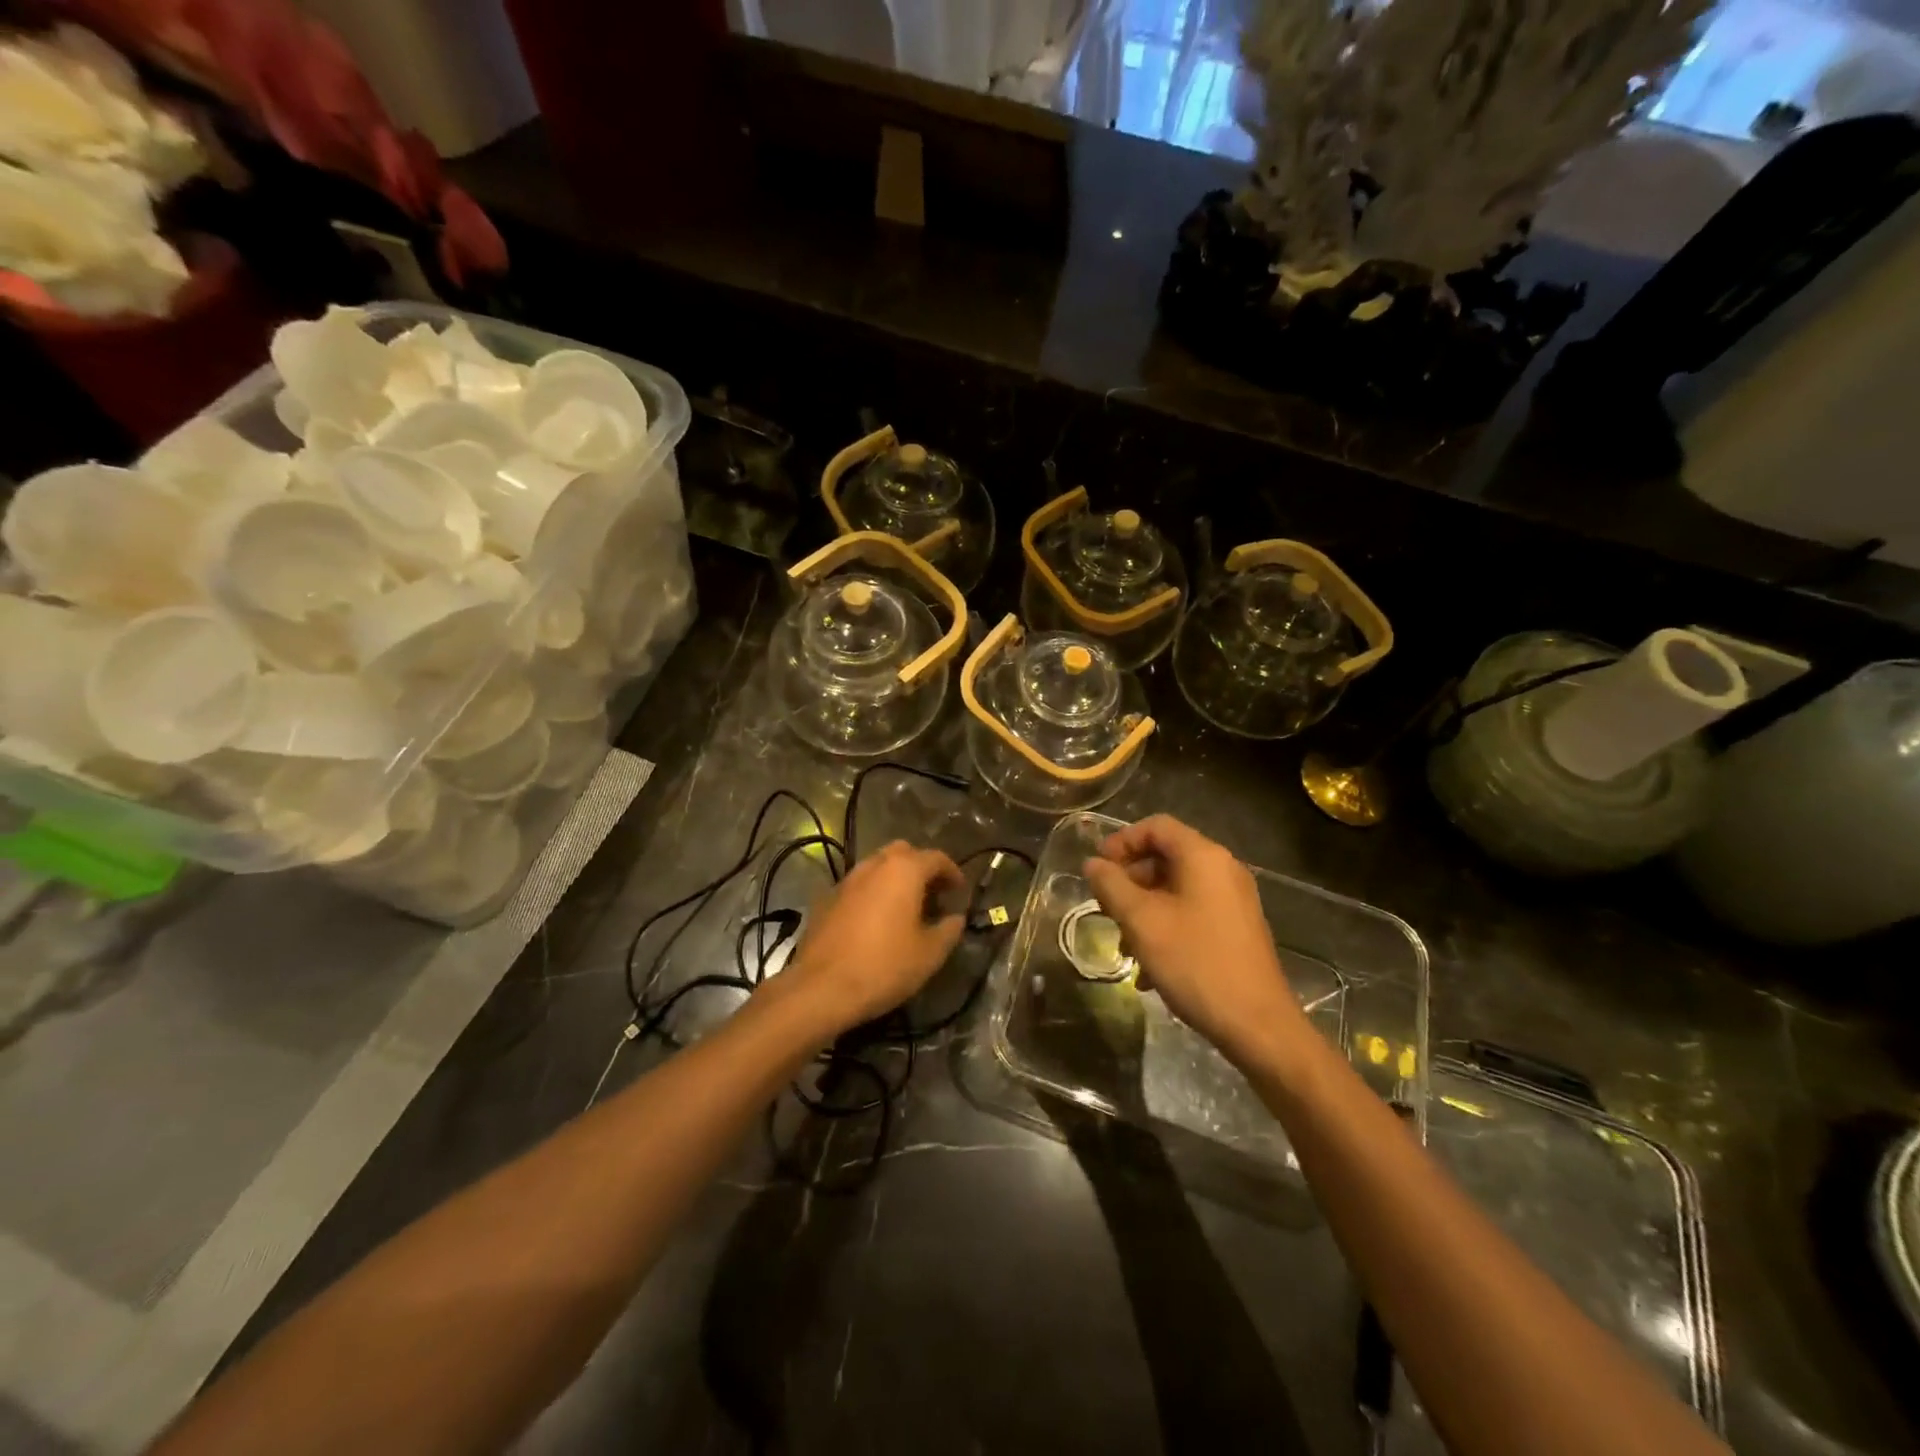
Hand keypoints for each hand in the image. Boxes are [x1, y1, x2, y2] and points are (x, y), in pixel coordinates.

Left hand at [783, 841, 966, 1033]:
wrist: (821, 988)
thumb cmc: (884, 966)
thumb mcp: (930, 954)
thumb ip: (949, 929)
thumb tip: (956, 918)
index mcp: (903, 871)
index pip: (936, 858)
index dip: (952, 872)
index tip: (960, 890)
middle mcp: (873, 865)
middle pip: (903, 853)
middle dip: (920, 867)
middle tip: (932, 894)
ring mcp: (846, 880)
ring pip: (876, 866)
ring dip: (894, 879)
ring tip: (905, 908)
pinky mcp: (826, 899)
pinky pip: (857, 887)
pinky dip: (872, 894)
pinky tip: (875, 921)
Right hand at [1083, 816, 1304, 1069]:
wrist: (1257, 1025)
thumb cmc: (1195, 962)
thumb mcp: (1142, 921)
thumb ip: (1111, 886)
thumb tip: (1093, 864)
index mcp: (1204, 857)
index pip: (1156, 826)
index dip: (1122, 841)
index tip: (1098, 869)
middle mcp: (1223, 870)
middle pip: (1166, 857)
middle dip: (1129, 881)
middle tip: (1105, 909)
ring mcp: (1234, 901)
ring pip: (1176, 889)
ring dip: (1143, 910)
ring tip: (1124, 946)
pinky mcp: (1237, 929)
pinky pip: (1192, 912)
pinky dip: (1165, 928)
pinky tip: (1149, 968)